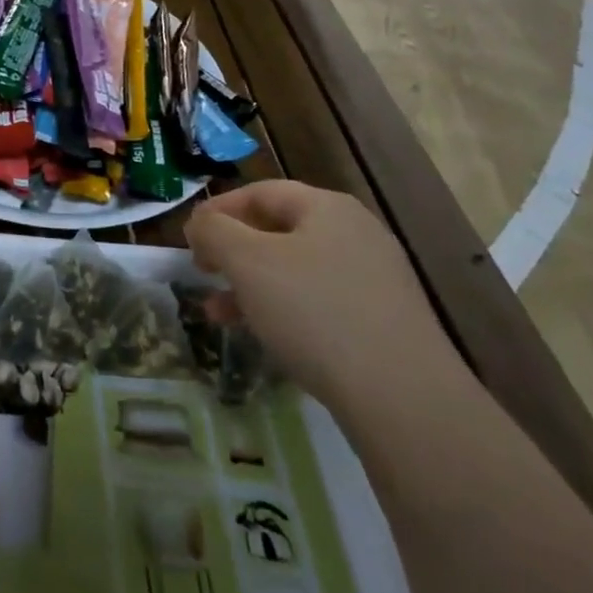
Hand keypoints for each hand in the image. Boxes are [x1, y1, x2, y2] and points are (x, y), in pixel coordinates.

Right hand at [185, 181, 453, 409]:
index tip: (187, 237)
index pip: (260, 192)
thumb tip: (200, 224)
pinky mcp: (383, 324)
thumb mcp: (247, 262)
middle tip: (202, 271)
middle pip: (278, 230)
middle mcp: (356, 234)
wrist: (405, 401)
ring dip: (251, 285)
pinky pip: (319, 304)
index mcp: (327, 208)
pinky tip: (264, 337)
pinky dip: (283, 311)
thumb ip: (214, 231)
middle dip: (233, 251)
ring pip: (295, 271)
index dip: (218, 209)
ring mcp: (375, 281)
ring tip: (218, 312)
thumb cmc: (315, 312)